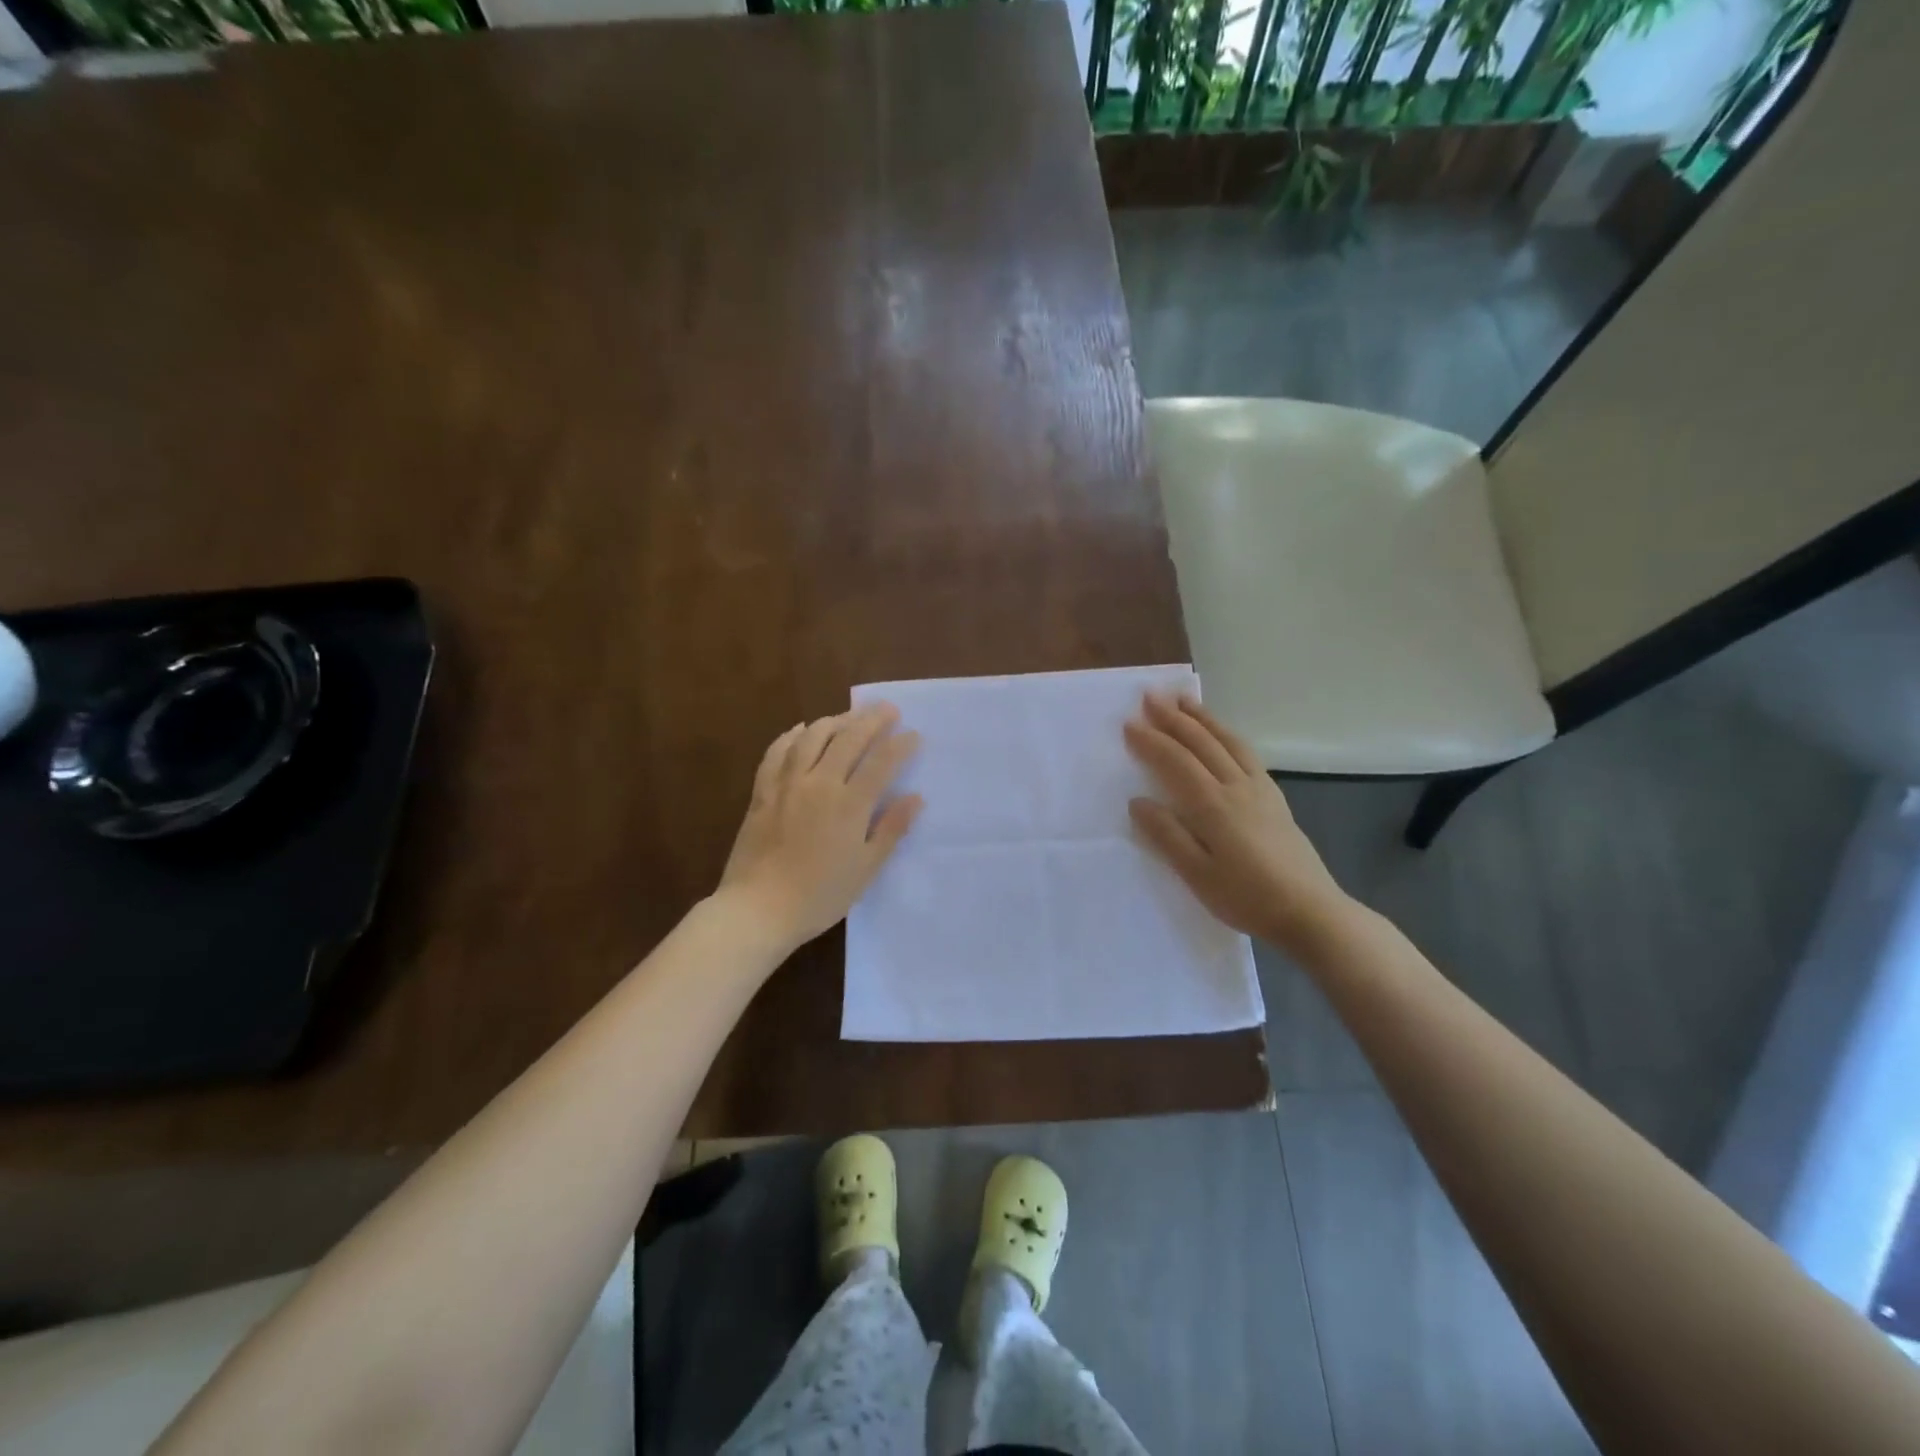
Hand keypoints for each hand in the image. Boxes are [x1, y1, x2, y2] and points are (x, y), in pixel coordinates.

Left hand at [718, 703, 922, 952]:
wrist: (757, 909)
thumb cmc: (819, 896)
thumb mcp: (865, 869)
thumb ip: (891, 829)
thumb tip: (915, 797)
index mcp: (849, 805)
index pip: (881, 763)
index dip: (900, 745)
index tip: (914, 735)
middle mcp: (819, 784)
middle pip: (848, 739)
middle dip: (871, 720)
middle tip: (887, 709)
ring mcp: (787, 784)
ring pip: (812, 737)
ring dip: (834, 721)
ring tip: (849, 716)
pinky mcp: (762, 792)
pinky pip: (777, 752)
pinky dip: (791, 736)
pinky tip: (801, 730)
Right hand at [1124, 692, 1348, 956]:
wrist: (1310, 911)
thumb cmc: (1246, 897)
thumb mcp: (1197, 874)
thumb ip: (1167, 835)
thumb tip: (1138, 801)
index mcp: (1212, 804)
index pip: (1175, 762)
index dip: (1151, 741)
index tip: (1129, 723)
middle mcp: (1236, 786)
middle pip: (1201, 743)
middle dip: (1173, 717)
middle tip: (1151, 696)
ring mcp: (1259, 789)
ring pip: (1227, 741)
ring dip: (1202, 718)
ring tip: (1184, 700)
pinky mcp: (1275, 798)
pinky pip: (1247, 753)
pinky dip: (1228, 735)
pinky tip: (1224, 736)